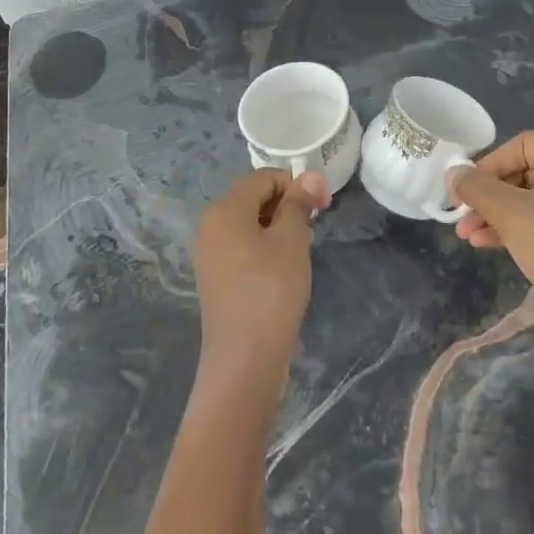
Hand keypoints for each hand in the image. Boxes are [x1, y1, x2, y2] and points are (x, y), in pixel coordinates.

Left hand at [193, 168, 331, 381]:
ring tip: (302, 252)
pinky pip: (242, 248)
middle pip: (253, 199)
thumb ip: (299, 204)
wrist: (244, 357)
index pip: (263, 178)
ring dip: (278, 229)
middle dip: (287, 206)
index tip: (323, 206)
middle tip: (314, 230)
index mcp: (225, 210)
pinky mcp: (216, 279)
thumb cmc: (271, 289)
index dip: (296, 185)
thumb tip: (308, 175)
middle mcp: (210, 226)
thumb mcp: (292, 241)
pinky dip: (265, 249)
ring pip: (249, 225)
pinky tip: (284, 271)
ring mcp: (209, 254)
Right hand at [449, 132, 533, 301]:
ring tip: (466, 235)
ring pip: (524, 198)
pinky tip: (483, 243)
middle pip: (520, 172)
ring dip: (492, 214)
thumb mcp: (509, 211)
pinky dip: (509, 226)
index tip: (467, 189)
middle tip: (460, 214)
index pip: (521, 145)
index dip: (489, 164)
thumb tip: (453, 173)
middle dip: (486, 195)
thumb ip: (476, 187)